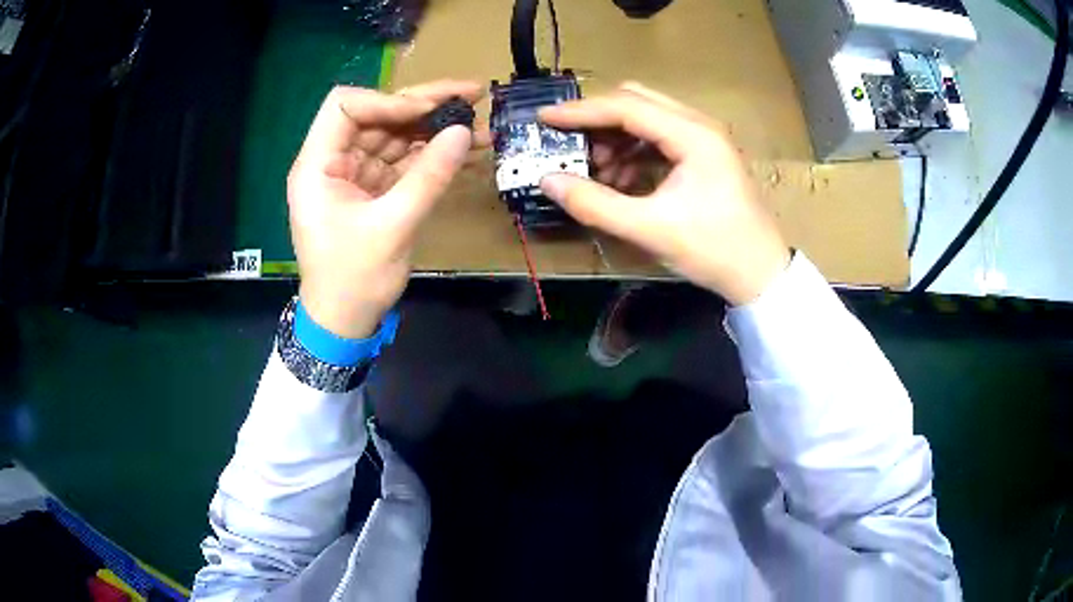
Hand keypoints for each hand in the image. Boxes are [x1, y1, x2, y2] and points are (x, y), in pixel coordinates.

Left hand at [288, 81, 483, 337]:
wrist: (346, 321)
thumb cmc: (354, 279)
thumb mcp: (393, 227)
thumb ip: (429, 176)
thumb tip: (464, 132)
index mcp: (318, 165)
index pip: (344, 106)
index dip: (387, 100)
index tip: (427, 111)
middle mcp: (333, 161)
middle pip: (377, 114)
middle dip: (423, 104)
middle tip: (472, 93)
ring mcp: (355, 173)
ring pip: (395, 134)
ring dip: (435, 128)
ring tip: (480, 122)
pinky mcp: (373, 188)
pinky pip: (403, 160)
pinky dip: (433, 154)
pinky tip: (467, 149)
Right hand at [539, 82, 790, 305]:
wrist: (761, 274)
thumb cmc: (714, 250)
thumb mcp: (650, 229)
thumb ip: (595, 204)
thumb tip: (548, 181)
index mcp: (692, 134)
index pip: (626, 106)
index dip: (580, 111)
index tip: (543, 119)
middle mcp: (698, 125)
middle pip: (636, 102)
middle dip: (597, 120)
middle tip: (567, 144)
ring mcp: (703, 138)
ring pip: (646, 118)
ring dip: (614, 138)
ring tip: (594, 171)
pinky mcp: (703, 154)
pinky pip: (658, 138)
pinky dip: (632, 152)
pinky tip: (619, 180)